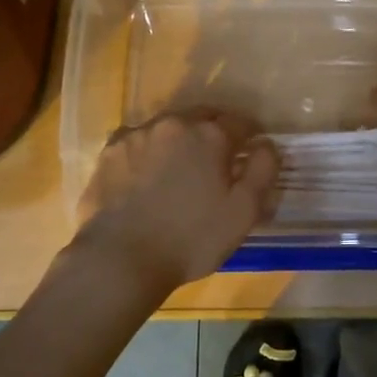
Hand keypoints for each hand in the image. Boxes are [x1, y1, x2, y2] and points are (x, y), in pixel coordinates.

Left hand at [72, 109, 277, 294]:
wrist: (120, 259)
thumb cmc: (191, 239)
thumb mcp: (244, 212)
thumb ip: (263, 170)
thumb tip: (266, 144)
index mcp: (210, 134)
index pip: (241, 122)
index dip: (251, 136)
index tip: (252, 152)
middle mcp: (174, 123)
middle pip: (203, 117)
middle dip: (215, 132)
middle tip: (218, 159)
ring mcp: (138, 134)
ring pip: (169, 126)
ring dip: (180, 139)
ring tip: (180, 168)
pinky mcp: (110, 150)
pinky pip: (139, 140)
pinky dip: (149, 150)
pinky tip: (147, 174)